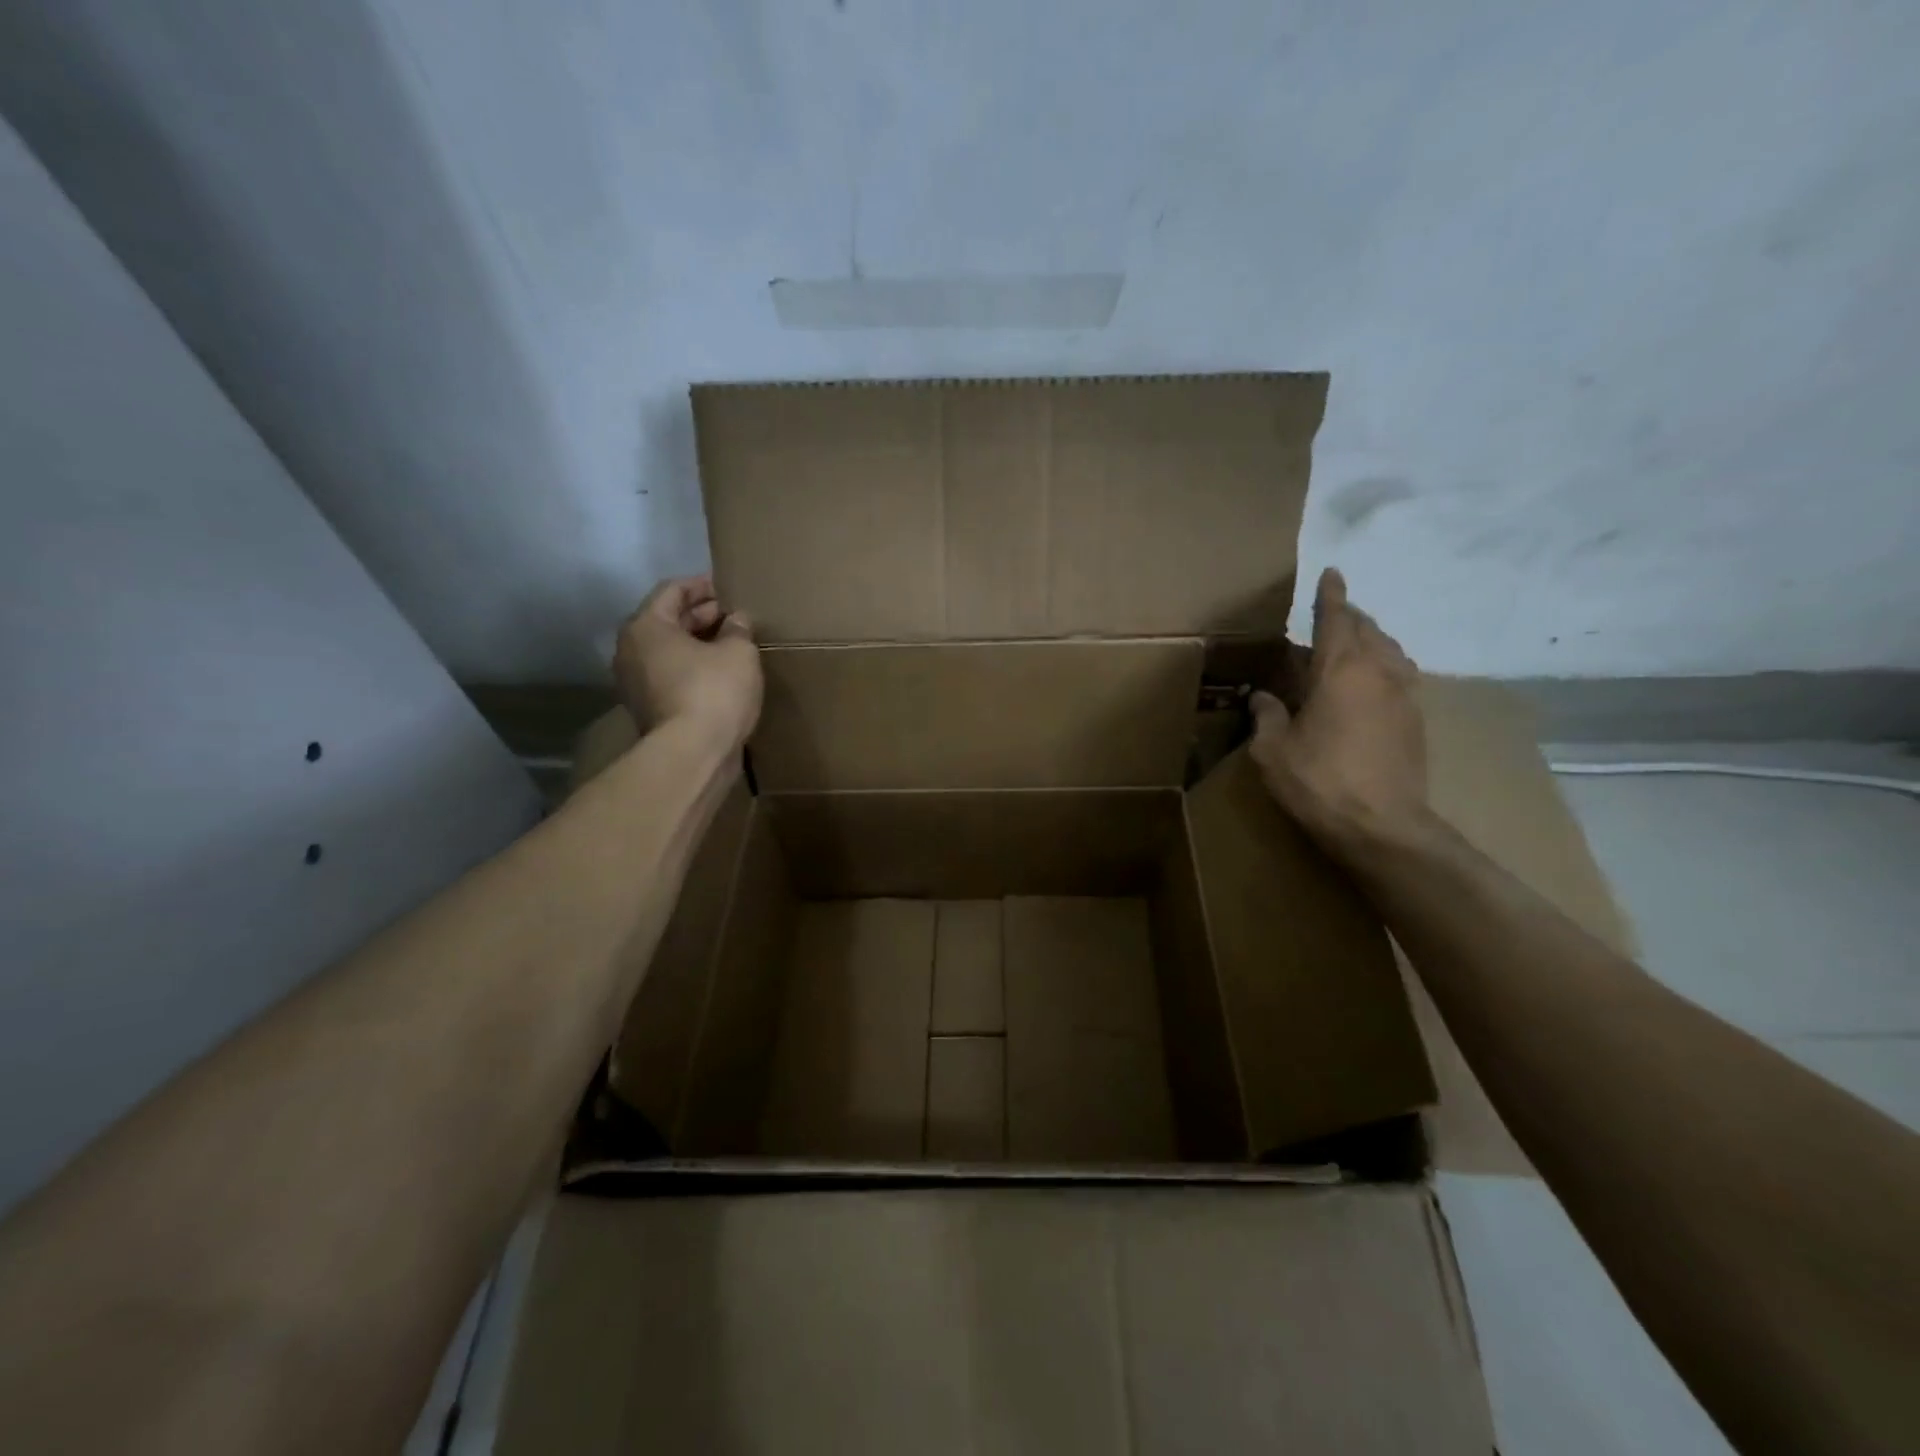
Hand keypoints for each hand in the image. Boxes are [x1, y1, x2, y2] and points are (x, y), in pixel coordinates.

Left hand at [612, 576, 761, 751]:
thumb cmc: (713, 691)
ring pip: (667, 651)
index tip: (726, 588)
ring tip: (730, 644)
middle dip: (700, 615)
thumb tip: (737, 620)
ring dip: (696, 644)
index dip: (702, 585)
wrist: (692, 753)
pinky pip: (669, 675)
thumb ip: (738, 629)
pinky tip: (720, 674)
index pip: (672, 590)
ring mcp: (634, 682)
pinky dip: (691, 668)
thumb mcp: (739, 652)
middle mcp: (630, 649)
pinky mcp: (647, 709)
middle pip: (666, 620)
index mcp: (646, 626)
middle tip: (733, 616)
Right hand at [1249, 568, 1427, 853]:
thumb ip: (1267, 715)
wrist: (1383, 827)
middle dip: (1348, 616)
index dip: (1331, 595)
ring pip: (1389, 650)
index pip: (1336, 618)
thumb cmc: (1319, 781)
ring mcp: (1404, 695)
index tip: (1332, 572)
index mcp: (1340, 670)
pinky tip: (1368, 683)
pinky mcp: (1416, 720)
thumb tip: (1263, 697)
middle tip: (1329, 614)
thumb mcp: (1272, 750)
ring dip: (1369, 640)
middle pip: (1367, 629)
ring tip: (1349, 645)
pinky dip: (1382, 665)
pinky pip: (1399, 674)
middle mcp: (1379, 672)